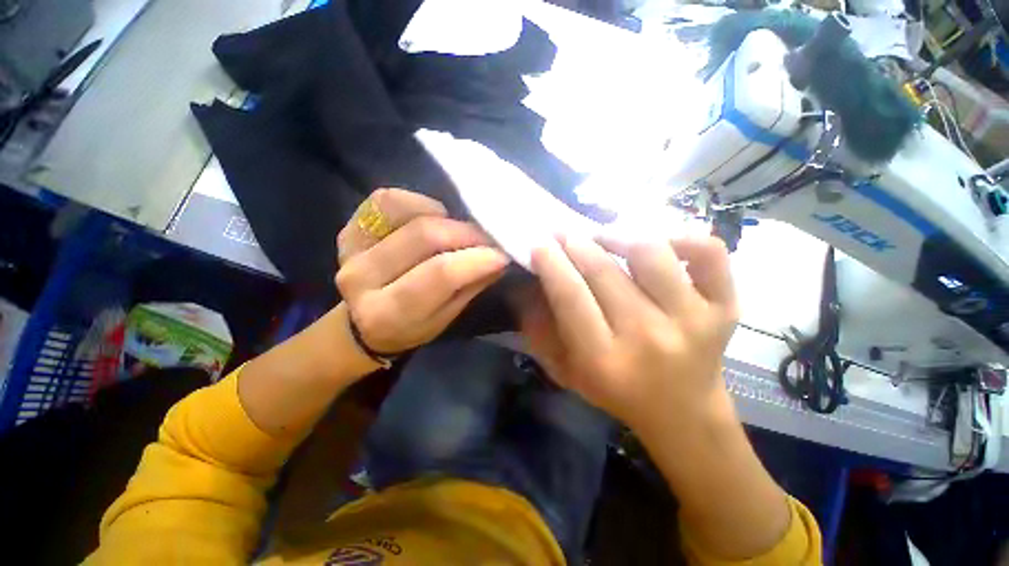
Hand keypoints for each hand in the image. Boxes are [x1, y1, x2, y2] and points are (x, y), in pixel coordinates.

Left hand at [336, 188, 508, 353]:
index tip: (502, 253)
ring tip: (456, 229)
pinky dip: (417, 202)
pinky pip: (386, 200)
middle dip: (465, 233)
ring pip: (402, 208)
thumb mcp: (446, 318)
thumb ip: (470, 285)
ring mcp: (350, 247)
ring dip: (441, 215)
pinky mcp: (349, 228)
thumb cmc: (411, 327)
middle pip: (424, 234)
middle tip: (486, 238)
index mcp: (388, 312)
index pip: (440, 274)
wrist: (363, 324)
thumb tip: (499, 256)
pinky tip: (431, 217)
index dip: (476, 258)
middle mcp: (361, 277)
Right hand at [520, 235, 738, 436]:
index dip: (551, 263)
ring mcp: (693, 321)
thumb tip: (526, 285)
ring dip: (618, 235)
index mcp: (604, 359)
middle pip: (604, 272)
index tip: (539, 242)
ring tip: (603, 235)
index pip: (570, 296)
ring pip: (651, 254)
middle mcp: (648, 338)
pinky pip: (708, 253)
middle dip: (575, 243)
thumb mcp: (565, 371)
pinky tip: (658, 241)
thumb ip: (540, 330)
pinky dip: (682, 235)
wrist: (684, 413)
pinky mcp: (724, 308)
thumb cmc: (616, 392)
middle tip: (563, 232)